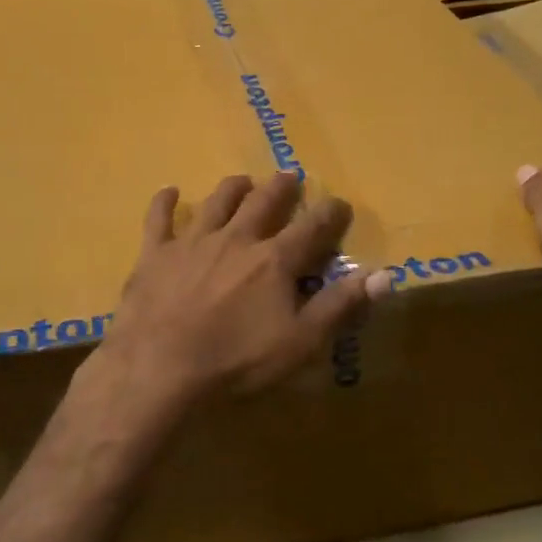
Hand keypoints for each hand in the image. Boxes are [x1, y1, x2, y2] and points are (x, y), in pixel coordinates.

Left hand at [84, 174, 385, 425]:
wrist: (161, 365)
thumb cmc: (237, 360)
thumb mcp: (301, 342)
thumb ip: (341, 305)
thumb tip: (386, 275)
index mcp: (274, 260)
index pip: (311, 228)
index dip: (330, 213)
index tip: (340, 203)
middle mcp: (236, 239)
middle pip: (262, 203)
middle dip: (280, 188)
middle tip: (289, 176)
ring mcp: (193, 242)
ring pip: (216, 202)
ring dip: (232, 188)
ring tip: (242, 180)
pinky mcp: (156, 253)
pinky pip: (159, 218)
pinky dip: (165, 202)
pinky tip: (169, 191)